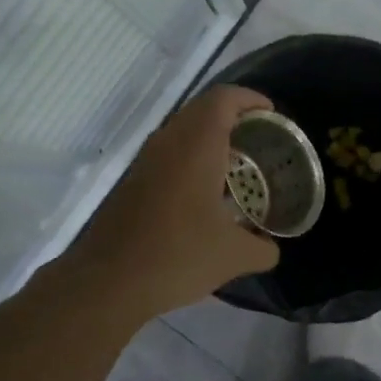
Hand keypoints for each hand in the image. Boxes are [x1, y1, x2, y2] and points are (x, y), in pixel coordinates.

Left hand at [70, 85, 279, 318]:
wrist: (108, 282)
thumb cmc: (178, 256)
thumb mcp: (233, 256)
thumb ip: (262, 248)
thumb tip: (271, 248)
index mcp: (196, 146)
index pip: (223, 98)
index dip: (250, 98)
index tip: (271, 115)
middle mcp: (168, 143)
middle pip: (202, 109)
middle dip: (233, 117)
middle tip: (259, 140)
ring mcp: (145, 161)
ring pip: (181, 131)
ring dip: (209, 138)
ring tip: (237, 166)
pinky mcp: (132, 182)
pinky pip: (167, 154)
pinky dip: (190, 159)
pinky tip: (205, 194)